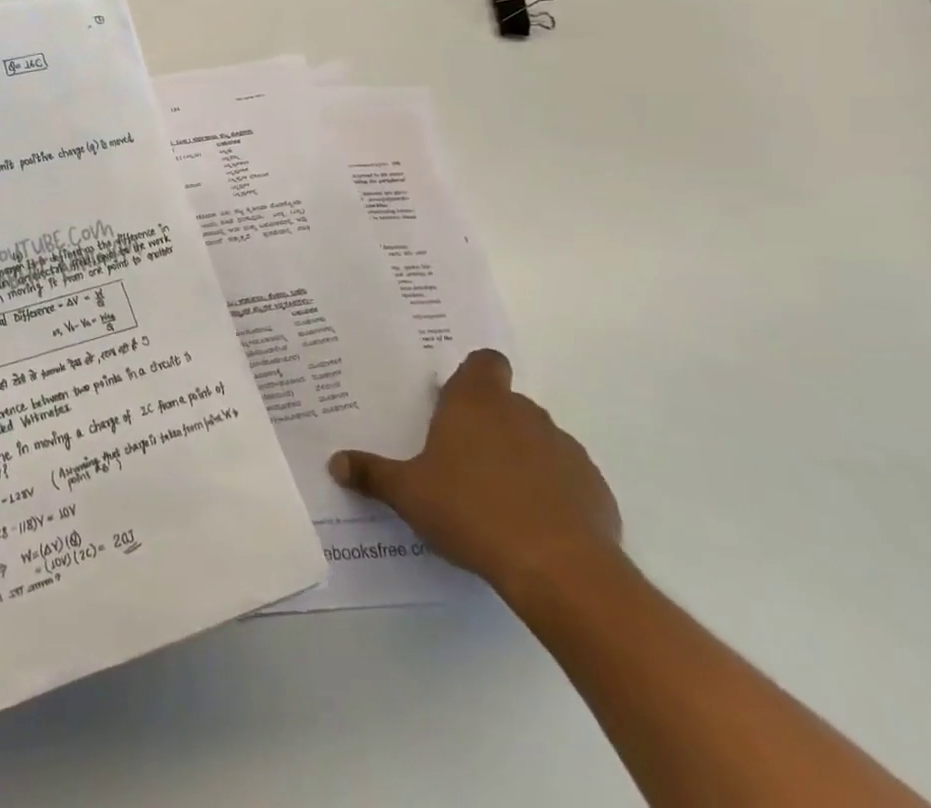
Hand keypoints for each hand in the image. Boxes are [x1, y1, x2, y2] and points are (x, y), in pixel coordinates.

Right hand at [328, 350, 620, 601]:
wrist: (559, 569)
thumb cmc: (471, 511)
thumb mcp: (408, 493)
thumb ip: (372, 474)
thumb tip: (334, 462)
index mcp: (477, 402)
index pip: (484, 362)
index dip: (473, 376)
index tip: (455, 401)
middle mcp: (523, 414)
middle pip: (507, 403)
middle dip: (488, 424)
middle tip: (461, 459)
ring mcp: (565, 450)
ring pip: (538, 440)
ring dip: (520, 458)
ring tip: (496, 499)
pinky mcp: (595, 489)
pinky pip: (567, 480)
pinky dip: (552, 494)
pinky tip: (533, 527)